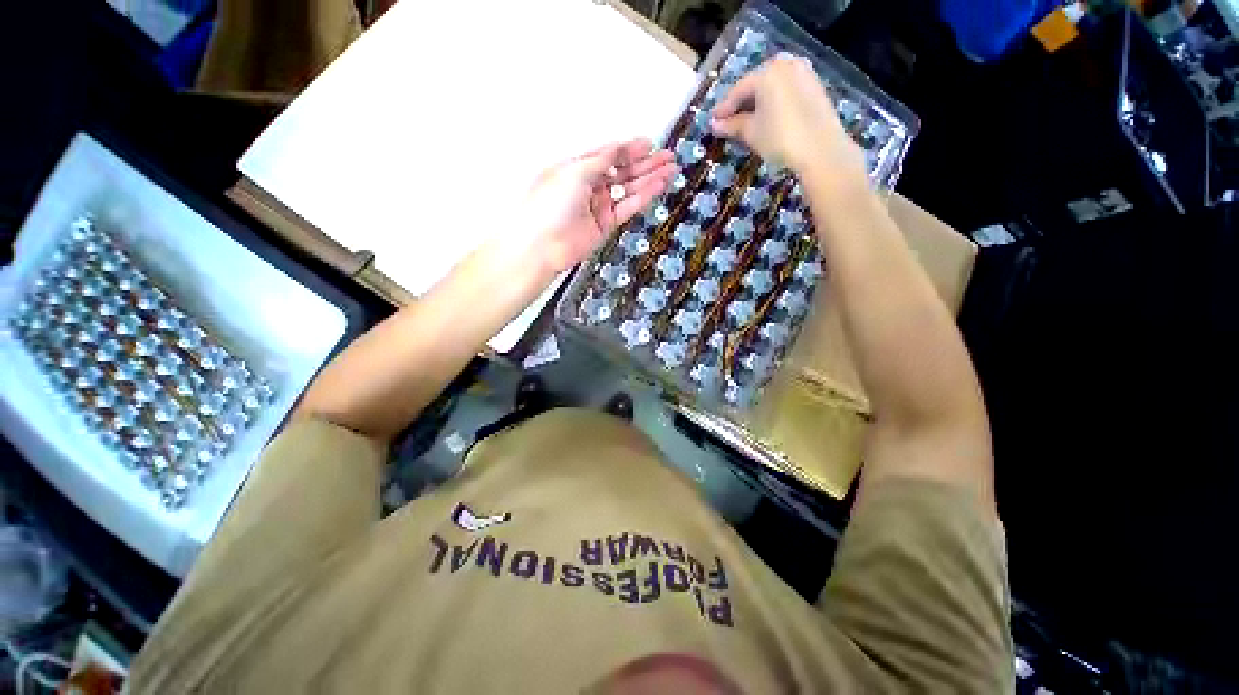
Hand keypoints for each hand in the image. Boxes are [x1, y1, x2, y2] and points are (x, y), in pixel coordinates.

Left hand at [514, 139, 676, 273]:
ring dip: (649, 178)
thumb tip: (616, 148)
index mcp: (577, 169)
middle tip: (666, 156)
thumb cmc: (549, 206)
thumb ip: (600, 160)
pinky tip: (658, 187)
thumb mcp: (574, 172)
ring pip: (629, 188)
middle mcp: (589, 186)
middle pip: (622, 171)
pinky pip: (629, 207)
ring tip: (670, 169)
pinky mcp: (606, 224)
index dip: (629, 148)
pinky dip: (644, 196)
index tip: (649, 143)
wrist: (544, 245)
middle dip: (645, 163)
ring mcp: (599, 206)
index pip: (609, 155)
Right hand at [711, 54, 866, 185]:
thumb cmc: (780, 138)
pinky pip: (786, 91)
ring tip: (747, 121)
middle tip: (728, 121)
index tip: (713, 121)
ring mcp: (803, 73)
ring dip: (758, 103)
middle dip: (741, 104)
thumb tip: (715, 125)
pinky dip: (774, 103)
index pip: (739, 90)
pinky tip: (768, 118)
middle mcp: (786, 65)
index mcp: (767, 72)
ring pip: (772, 87)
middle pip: (756, 84)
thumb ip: (732, 126)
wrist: (820, 149)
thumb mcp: (751, 132)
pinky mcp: (815, 87)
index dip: (724, 108)